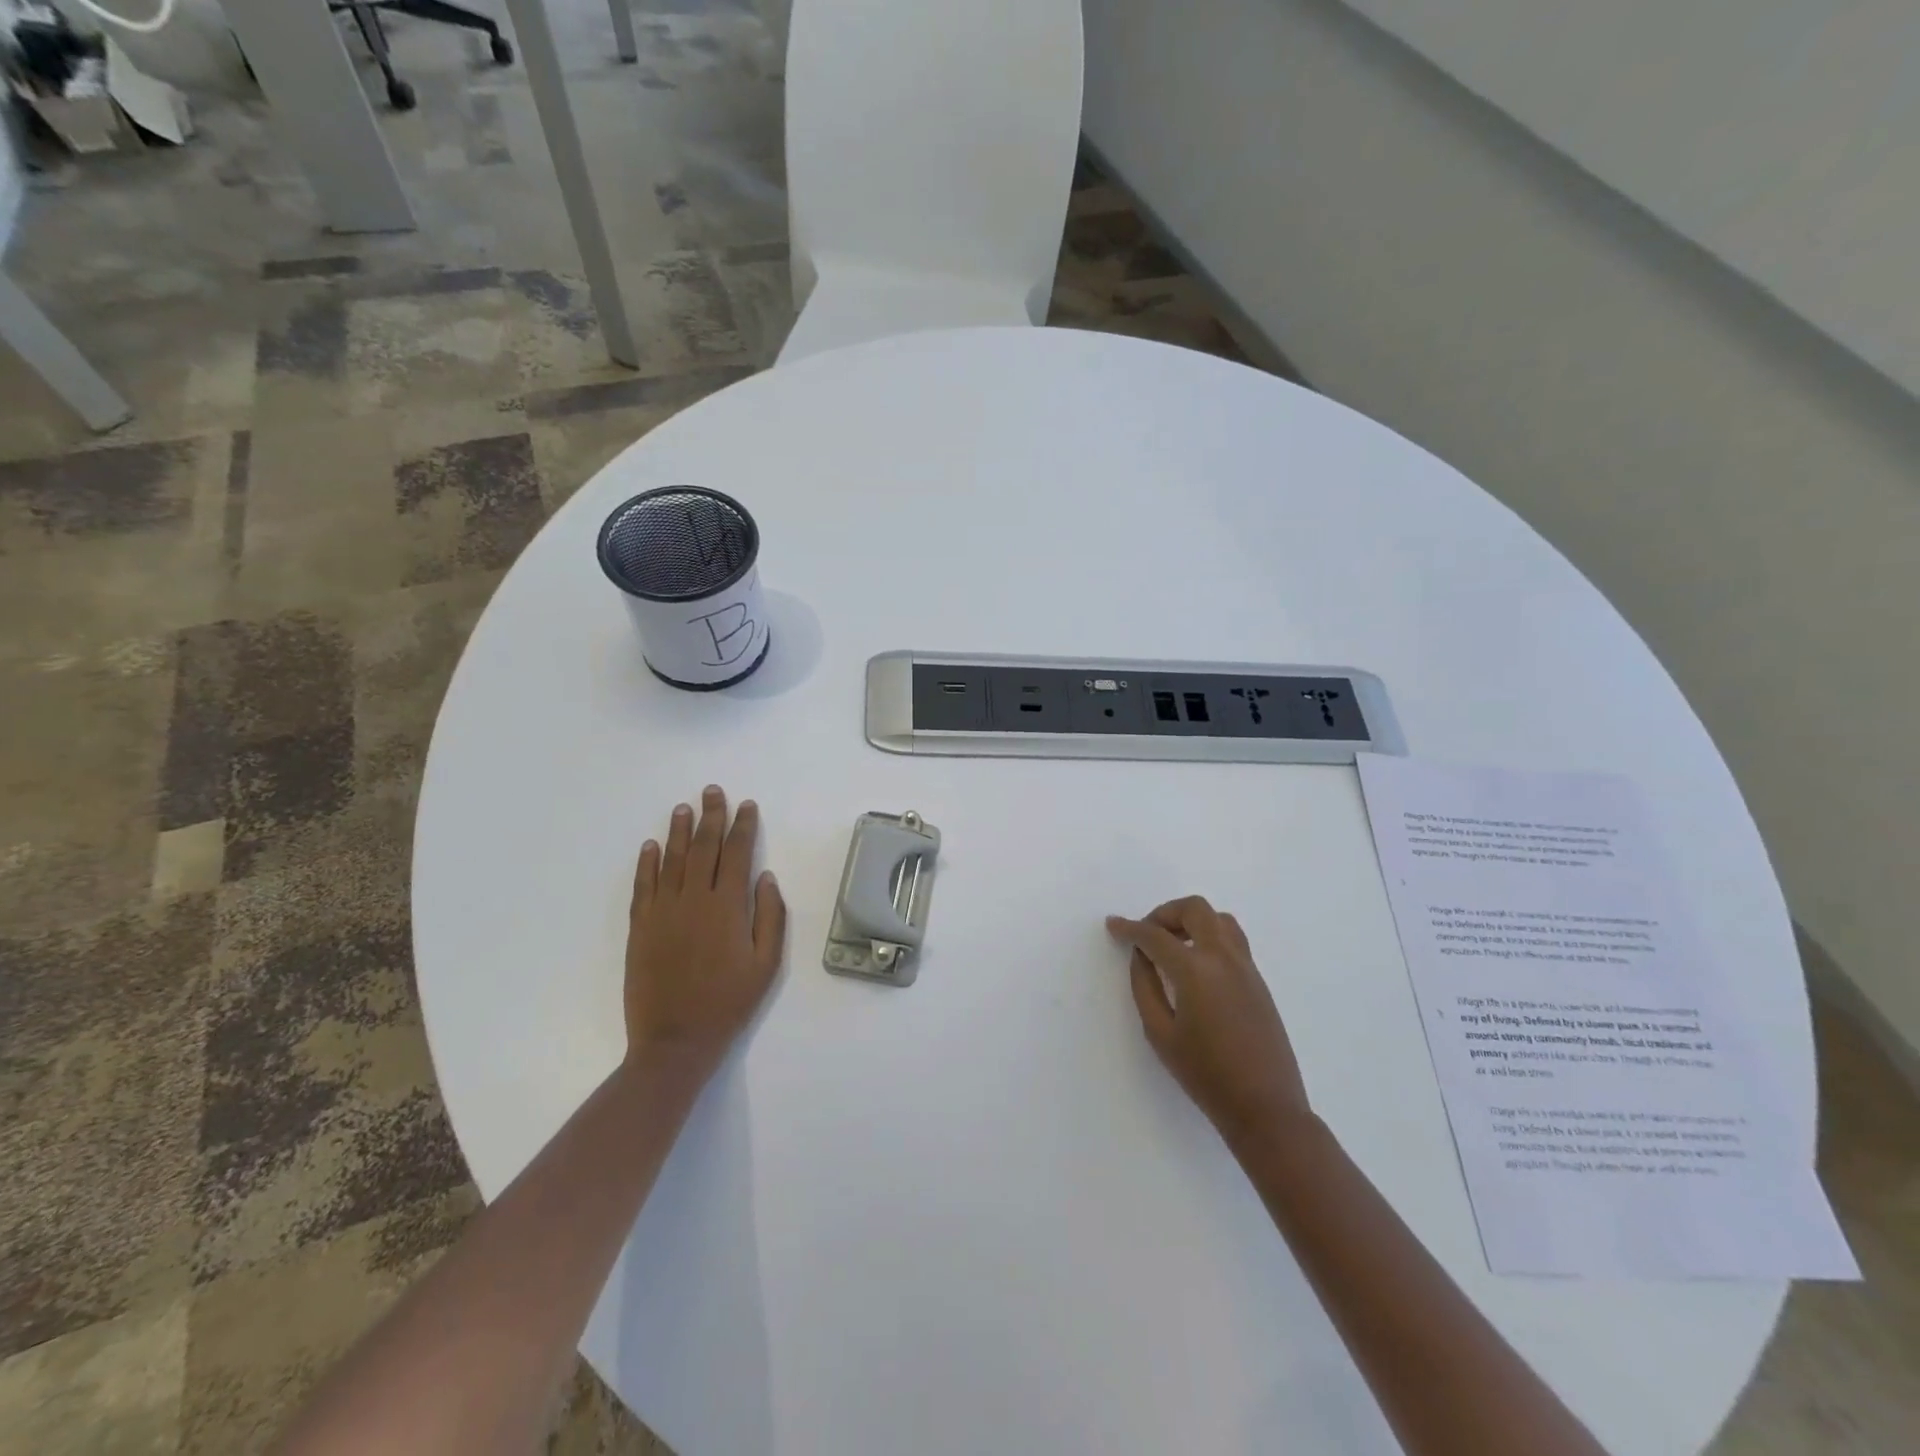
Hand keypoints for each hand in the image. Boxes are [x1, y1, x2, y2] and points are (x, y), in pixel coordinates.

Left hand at [625, 786, 786, 1078]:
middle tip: (712, 791)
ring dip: (678, 831)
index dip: (743, 827)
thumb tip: (766, 877)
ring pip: (671, 860)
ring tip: (683, 807)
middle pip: (703, 847)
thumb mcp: (766, 964)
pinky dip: (647, 863)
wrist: (675, 1041)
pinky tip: (651, 846)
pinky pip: (643, 886)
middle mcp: (694, 900)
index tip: (746, 806)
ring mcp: (663, 911)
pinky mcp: (640, 927)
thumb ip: (770, 917)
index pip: (737, 854)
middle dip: (710, 816)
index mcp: (728, 907)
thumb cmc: (729, 1003)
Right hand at [1107, 896, 1311, 1145]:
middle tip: (1147, 935)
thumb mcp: (1160, 1033)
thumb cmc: (1206, 1075)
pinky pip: (1232, 940)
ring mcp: (1246, 966)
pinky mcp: (1258, 980)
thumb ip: (1145, 987)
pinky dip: (1209, 936)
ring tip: (1173, 946)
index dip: (1130, 928)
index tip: (1113, 925)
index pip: (1155, 935)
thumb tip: (1142, 957)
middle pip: (1194, 909)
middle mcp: (1223, 957)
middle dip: (1164, 914)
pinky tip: (1196, 966)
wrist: (1266, 1108)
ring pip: (1219, 918)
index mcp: (1195, 970)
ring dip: (1191, 921)